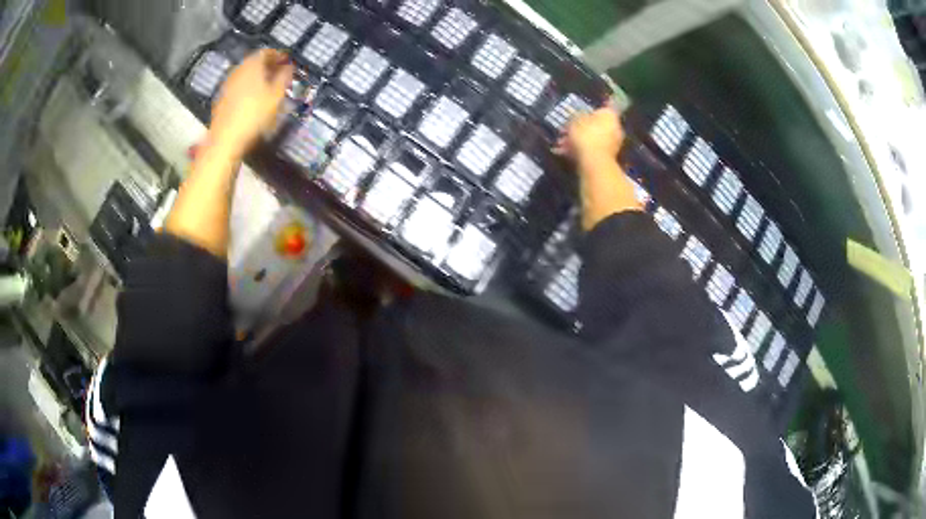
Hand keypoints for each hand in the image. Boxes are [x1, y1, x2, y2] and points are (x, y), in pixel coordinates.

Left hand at [208, 49, 294, 160]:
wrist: (225, 139)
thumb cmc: (254, 114)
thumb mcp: (276, 95)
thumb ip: (284, 77)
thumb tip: (289, 67)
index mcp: (252, 64)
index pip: (267, 52)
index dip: (279, 56)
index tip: (287, 63)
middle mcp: (238, 70)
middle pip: (255, 62)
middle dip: (268, 67)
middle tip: (279, 75)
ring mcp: (228, 84)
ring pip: (246, 74)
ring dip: (258, 78)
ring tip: (268, 88)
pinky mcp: (222, 98)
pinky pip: (239, 86)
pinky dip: (248, 87)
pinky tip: (254, 99)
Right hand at [554, 107, 640, 229]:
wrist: (594, 163)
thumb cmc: (586, 135)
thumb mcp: (575, 120)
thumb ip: (577, 116)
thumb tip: (579, 115)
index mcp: (609, 115)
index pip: (601, 108)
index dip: (588, 111)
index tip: (577, 115)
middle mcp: (615, 128)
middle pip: (596, 125)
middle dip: (580, 128)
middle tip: (564, 131)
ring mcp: (613, 144)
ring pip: (592, 139)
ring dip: (577, 141)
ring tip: (561, 145)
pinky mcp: (607, 157)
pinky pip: (592, 150)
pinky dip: (580, 151)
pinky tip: (565, 153)